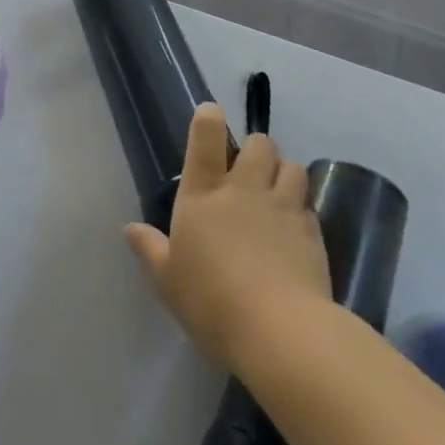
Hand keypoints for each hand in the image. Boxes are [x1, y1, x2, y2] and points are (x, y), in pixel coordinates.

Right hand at [124, 104, 329, 369]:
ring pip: (293, 166)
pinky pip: (309, 205)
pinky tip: (295, 232)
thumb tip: (130, 229)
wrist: (280, 332)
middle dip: (256, 149)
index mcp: (204, 194)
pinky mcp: (313, 233)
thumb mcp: (167, 280)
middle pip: (260, 143)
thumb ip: (150, 250)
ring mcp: (283, 207)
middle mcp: (245, 189)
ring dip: (284, 173)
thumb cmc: (211, 301)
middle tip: (248, 171)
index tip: (211, 113)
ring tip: (277, 194)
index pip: (207, 137)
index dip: (209, 118)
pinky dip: (301, 210)